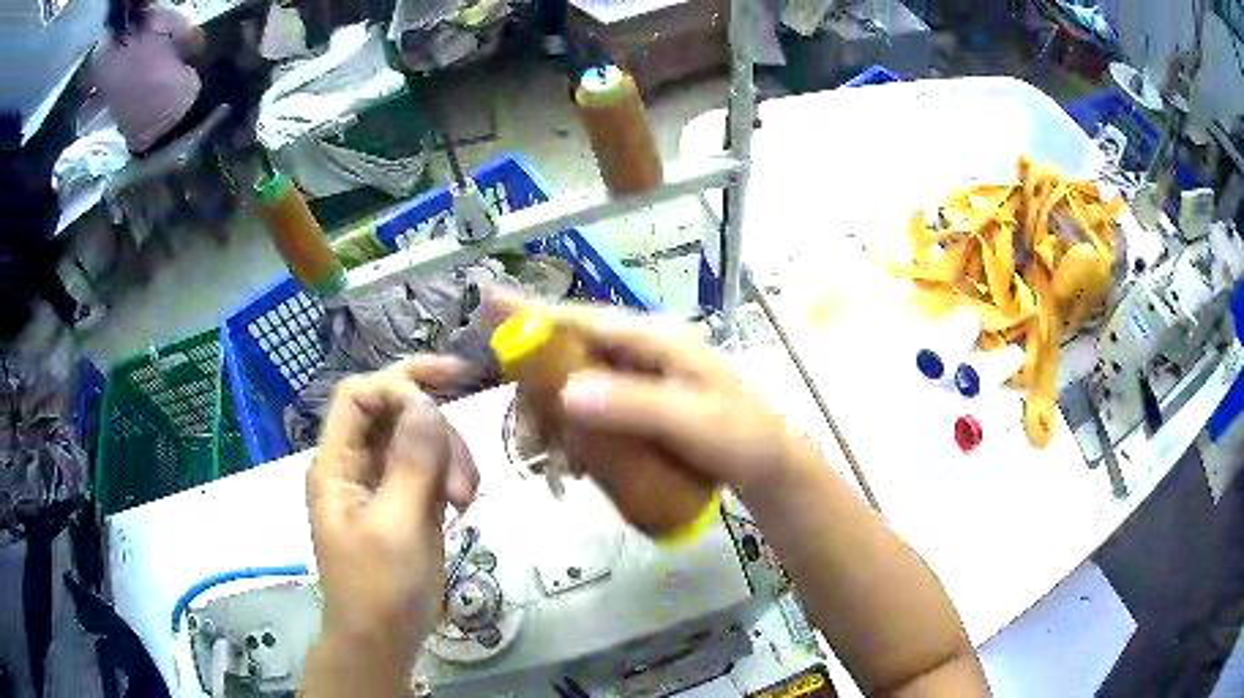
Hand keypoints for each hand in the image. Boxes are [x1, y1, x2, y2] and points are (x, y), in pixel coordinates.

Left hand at [304, 357, 478, 695]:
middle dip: (436, 427)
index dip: (399, 384)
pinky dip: (453, 476)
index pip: (359, 395)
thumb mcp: (396, 526)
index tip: (450, 393)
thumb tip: (426, 403)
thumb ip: (411, 462)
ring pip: (420, 438)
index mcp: (336, 464)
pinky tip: (463, 503)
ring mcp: (382, 482)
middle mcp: (355, 464)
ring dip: (450, 457)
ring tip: (467, 501)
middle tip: (467, 471)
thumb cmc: (380, 589)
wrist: (382, 641)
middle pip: (394, 411)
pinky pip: (431, 467)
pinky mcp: (405, 501)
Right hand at [484, 288, 811, 494]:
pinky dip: (574, 438)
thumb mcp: (692, 421)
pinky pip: (590, 414)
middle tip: (531, 439)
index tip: (488, 306)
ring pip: (574, 388)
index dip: (534, 314)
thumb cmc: (740, 436)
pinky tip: (577, 469)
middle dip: (540, 393)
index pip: (583, 319)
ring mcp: (636, 380)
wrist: (767, 465)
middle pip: (569, 354)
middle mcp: (639, 352)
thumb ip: (634, 406)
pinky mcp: (635, 407)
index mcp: (654, 339)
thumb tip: (566, 393)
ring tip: (556, 469)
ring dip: (555, 425)